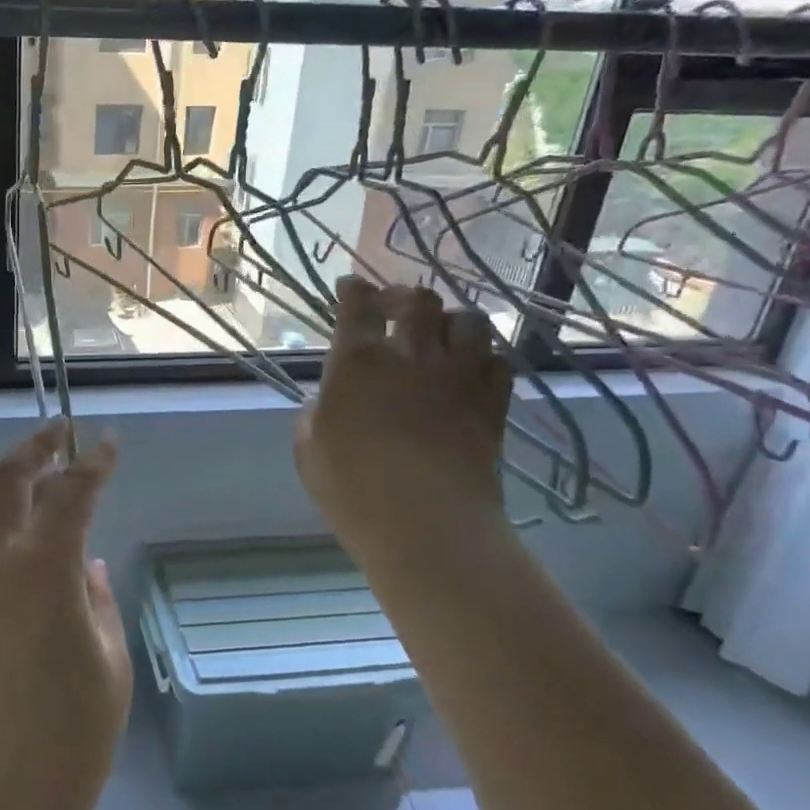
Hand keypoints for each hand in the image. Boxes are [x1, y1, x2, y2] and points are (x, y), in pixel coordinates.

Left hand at [0, 420, 129, 809]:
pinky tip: (42, 540)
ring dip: (20, 482)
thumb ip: (97, 605)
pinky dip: (14, 523)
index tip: (110, 441)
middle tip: (62, 429)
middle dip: (34, 448)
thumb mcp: (107, 666)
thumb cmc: (65, 741)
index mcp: (40, 570)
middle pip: (5, 482)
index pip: (69, 493)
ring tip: (54, 473)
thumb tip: (86, 567)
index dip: (93, 463)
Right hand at [295, 277, 513, 567]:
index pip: (357, 306)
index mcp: (358, 361)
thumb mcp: (308, 449)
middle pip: (419, 301)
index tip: (351, 286)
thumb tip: (327, 402)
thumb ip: (314, 415)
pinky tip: (473, 370)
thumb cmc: (351, 487)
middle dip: (404, 297)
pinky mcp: (492, 404)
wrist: (426, 523)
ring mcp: (458, 377)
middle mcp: (411, 356)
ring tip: (442, 335)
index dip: (354, 290)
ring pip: (469, 321)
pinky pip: (500, 362)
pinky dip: (485, 358)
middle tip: (396, 307)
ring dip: (451, 321)